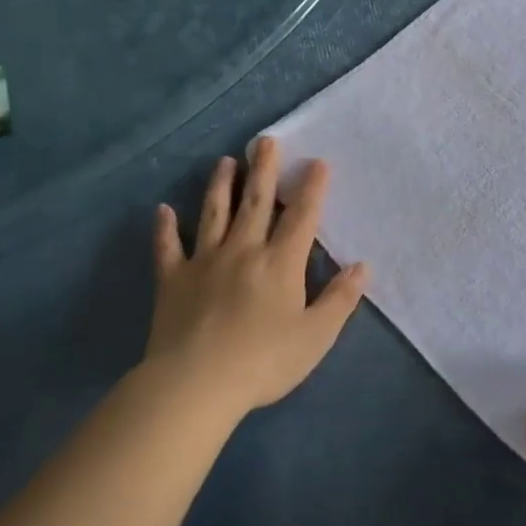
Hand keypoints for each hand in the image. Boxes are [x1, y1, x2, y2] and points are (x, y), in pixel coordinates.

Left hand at [145, 137, 368, 415]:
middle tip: (264, 141)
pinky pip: (168, 248)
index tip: (316, 161)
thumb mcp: (316, 335)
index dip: (311, 188)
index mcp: (281, 262)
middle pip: (255, 203)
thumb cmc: (263, 361)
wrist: (195, 384)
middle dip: (263, 170)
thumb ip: (340, 299)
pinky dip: (165, 229)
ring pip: (214, 214)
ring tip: (224, 161)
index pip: (301, 216)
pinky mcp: (172, 280)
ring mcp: (204, 262)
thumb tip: (362, 266)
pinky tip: (163, 210)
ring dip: (220, 186)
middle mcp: (244, 250)